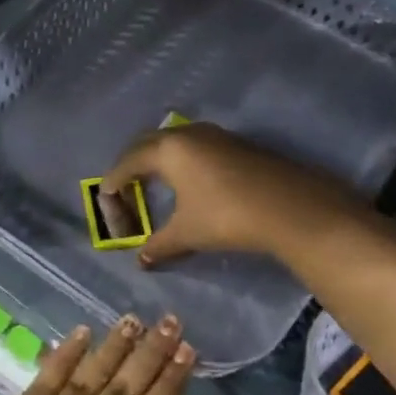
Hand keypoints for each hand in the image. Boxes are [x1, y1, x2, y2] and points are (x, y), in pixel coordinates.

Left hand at [0, 315, 201, 394]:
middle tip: (170, 322)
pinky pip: (43, 384)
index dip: (172, 383)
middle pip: (125, 391)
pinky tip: (81, 334)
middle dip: (151, 353)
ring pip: (88, 380)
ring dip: (114, 347)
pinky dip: (64, 356)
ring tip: (135, 320)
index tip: (188, 353)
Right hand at [101, 123, 363, 267]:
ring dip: (159, 159)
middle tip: (124, 187)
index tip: (105, 198)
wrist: (290, 208)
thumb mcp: (187, 233)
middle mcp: (189, 135)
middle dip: (132, 164)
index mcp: (169, 150)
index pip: (129, 162)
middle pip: (149, 144)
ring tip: (154, 182)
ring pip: (175, 142)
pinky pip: (196, 147)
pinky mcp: (237, 145)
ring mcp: (216, 136)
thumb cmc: (226, 217)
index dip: (114, 182)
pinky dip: (182, 161)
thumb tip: (142, 260)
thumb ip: (160, 244)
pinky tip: (189, 182)